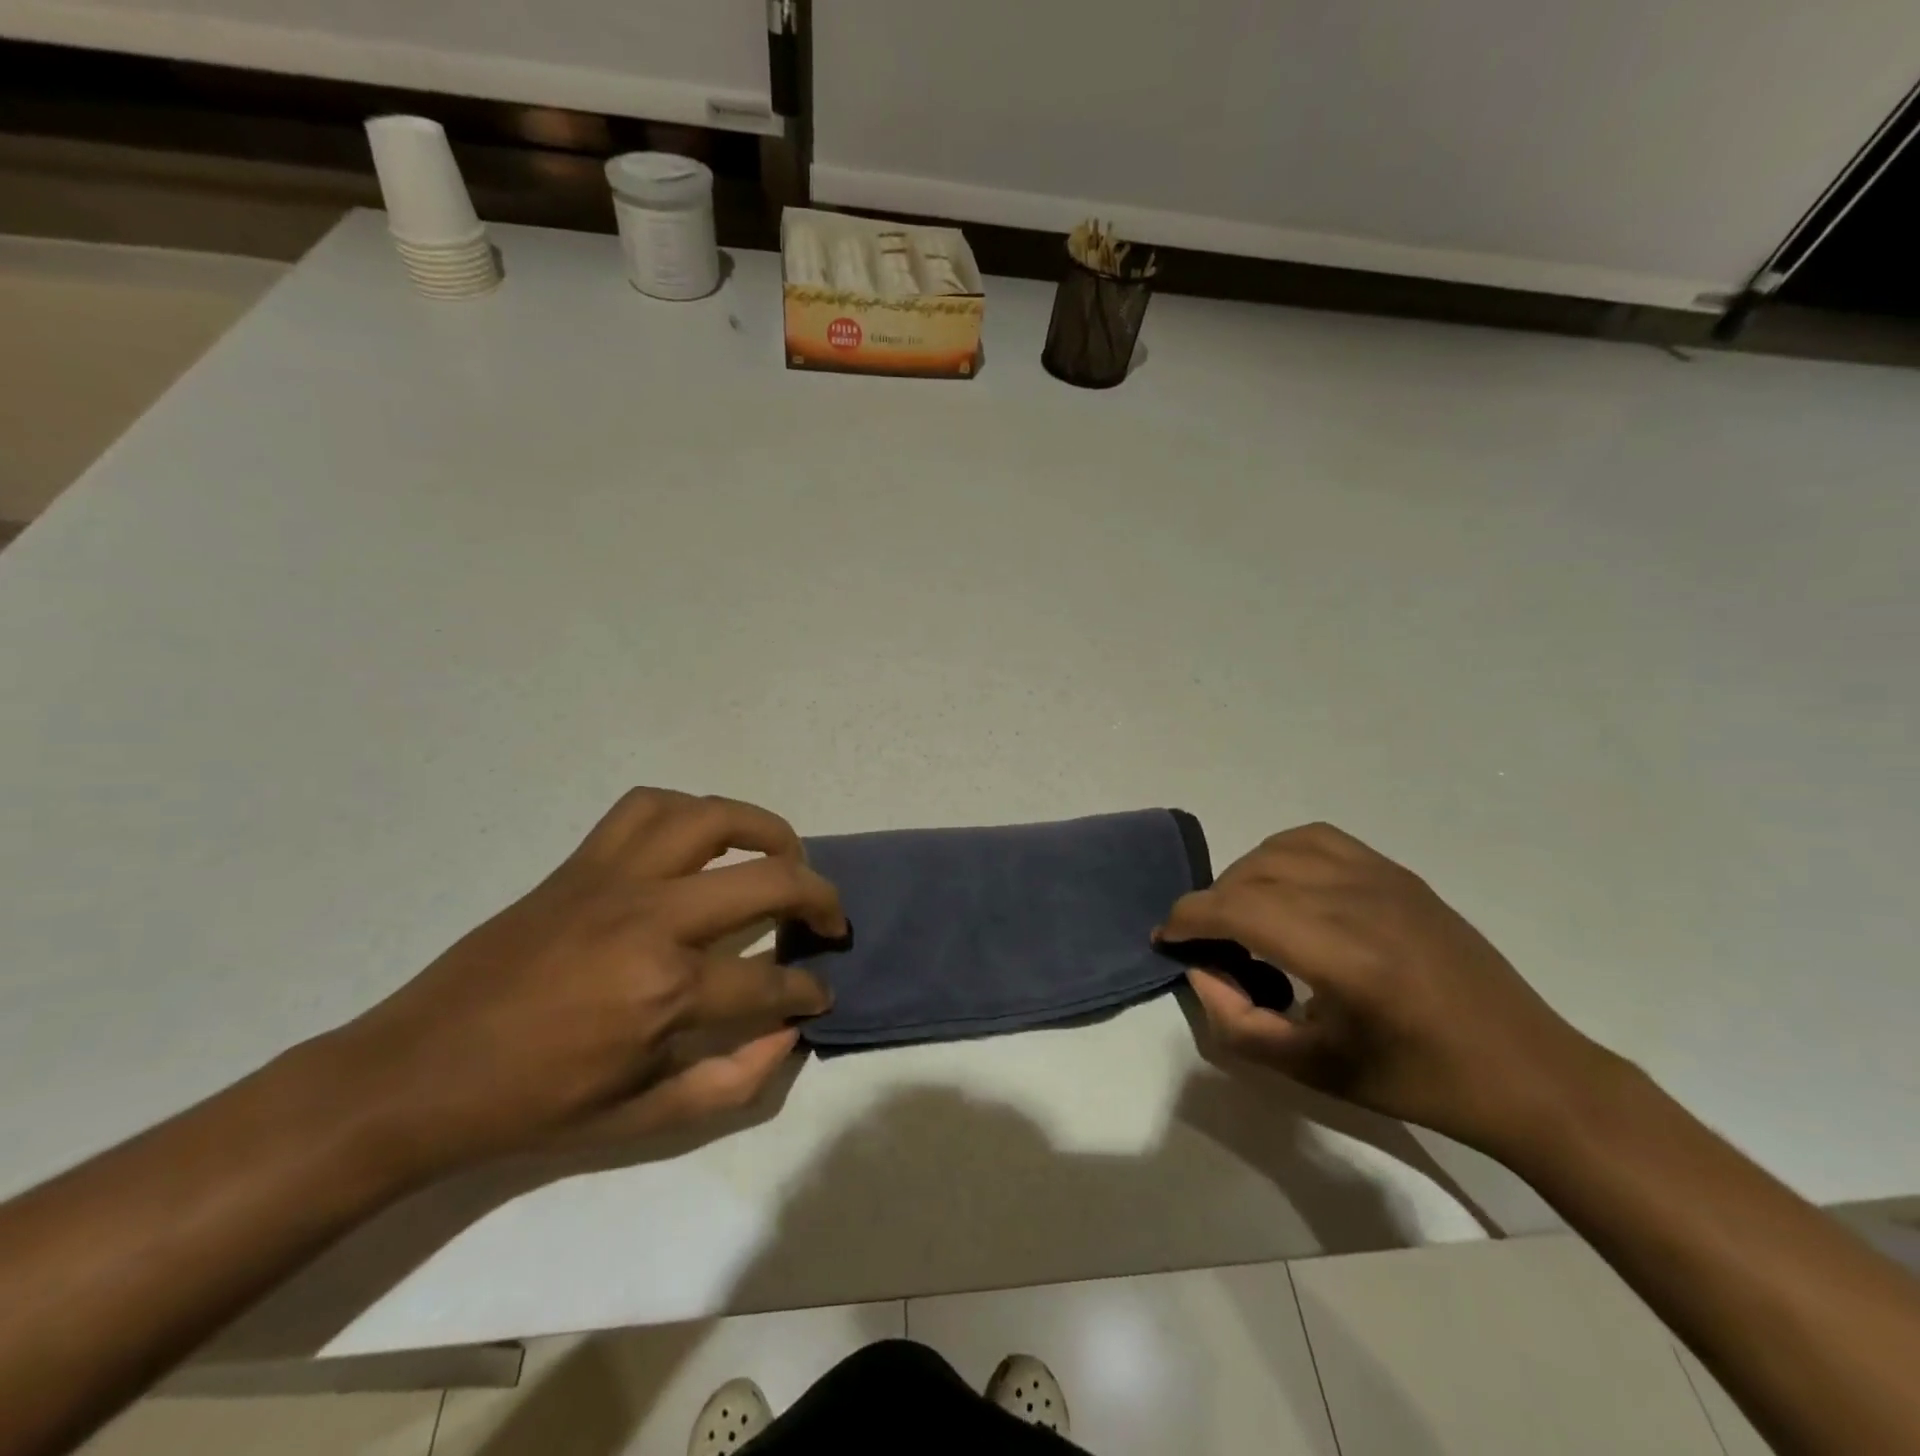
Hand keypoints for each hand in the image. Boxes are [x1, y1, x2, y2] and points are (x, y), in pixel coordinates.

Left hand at [321, 789, 843, 1178]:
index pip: (771, 982)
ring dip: (766, 829)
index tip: (820, 994)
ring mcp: (615, 878)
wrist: (417, 1072)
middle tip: (831, 919)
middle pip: (771, 880)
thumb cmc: (532, 1104)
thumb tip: (789, 1034)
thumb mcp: (641, 1120)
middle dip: (821, 899)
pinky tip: (702, 839)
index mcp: (666, 991)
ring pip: (713, 817)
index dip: (808, 990)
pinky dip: (689, 812)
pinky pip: (647, 807)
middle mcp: (652, 918)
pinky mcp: (582, 862)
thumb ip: (732, 1081)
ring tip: (784, 855)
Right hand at [1159, 823, 1620, 1157]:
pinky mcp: (1398, 873)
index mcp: (1343, 956)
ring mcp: (1382, 878)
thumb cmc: (1418, 1082)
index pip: (1238, 910)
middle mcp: (1359, 900)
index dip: (1188, 919)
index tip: (1166, 938)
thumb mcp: (1314, 1071)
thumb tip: (1201, 969)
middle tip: (1204, 943)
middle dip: (1210, 904)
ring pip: (1279, 849)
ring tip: (1241, 914)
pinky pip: (1318, 838)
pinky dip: (1281, 853)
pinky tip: (1284, 887)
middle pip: (1251, 876)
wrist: (1526, 1071)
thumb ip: (1237, 1022)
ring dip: (1243, 876)